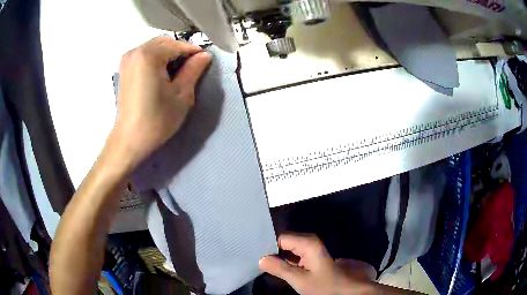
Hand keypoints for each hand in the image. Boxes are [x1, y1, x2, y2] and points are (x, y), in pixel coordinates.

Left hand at [110, 36, 211, 168]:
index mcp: (149, 55)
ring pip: (154, 46)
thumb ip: (194, 70)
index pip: (178, 45)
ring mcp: (128, 59)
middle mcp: (136, 51)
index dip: (194, 51)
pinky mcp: (124, 68)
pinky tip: (162, 72)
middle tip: (191, 66)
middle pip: (165, 42)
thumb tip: (205, 55)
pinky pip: (145, 54)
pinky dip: (156, 58)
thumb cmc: (157, 119)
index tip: (205, 60)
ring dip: (168, 53)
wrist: (130, 139)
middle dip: (180, 50)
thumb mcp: (181, 95)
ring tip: (177, 70)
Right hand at [259, 233, 372, 294]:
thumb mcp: (300, 280)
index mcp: (307, 243)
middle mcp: (308, 239)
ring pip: (286, 246)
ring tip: (263, 264)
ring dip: (276, 255)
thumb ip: (280, 269)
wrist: (344, 287)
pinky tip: (275, 265)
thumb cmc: (325, 284)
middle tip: (258, 262)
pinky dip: (283, 258)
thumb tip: (260, 259)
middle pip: (282, 240)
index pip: (279, 238)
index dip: (267, 246)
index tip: (255, 256)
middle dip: (270, 251)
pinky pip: (291, 251)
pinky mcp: (309, 252)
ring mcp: (309, 245)